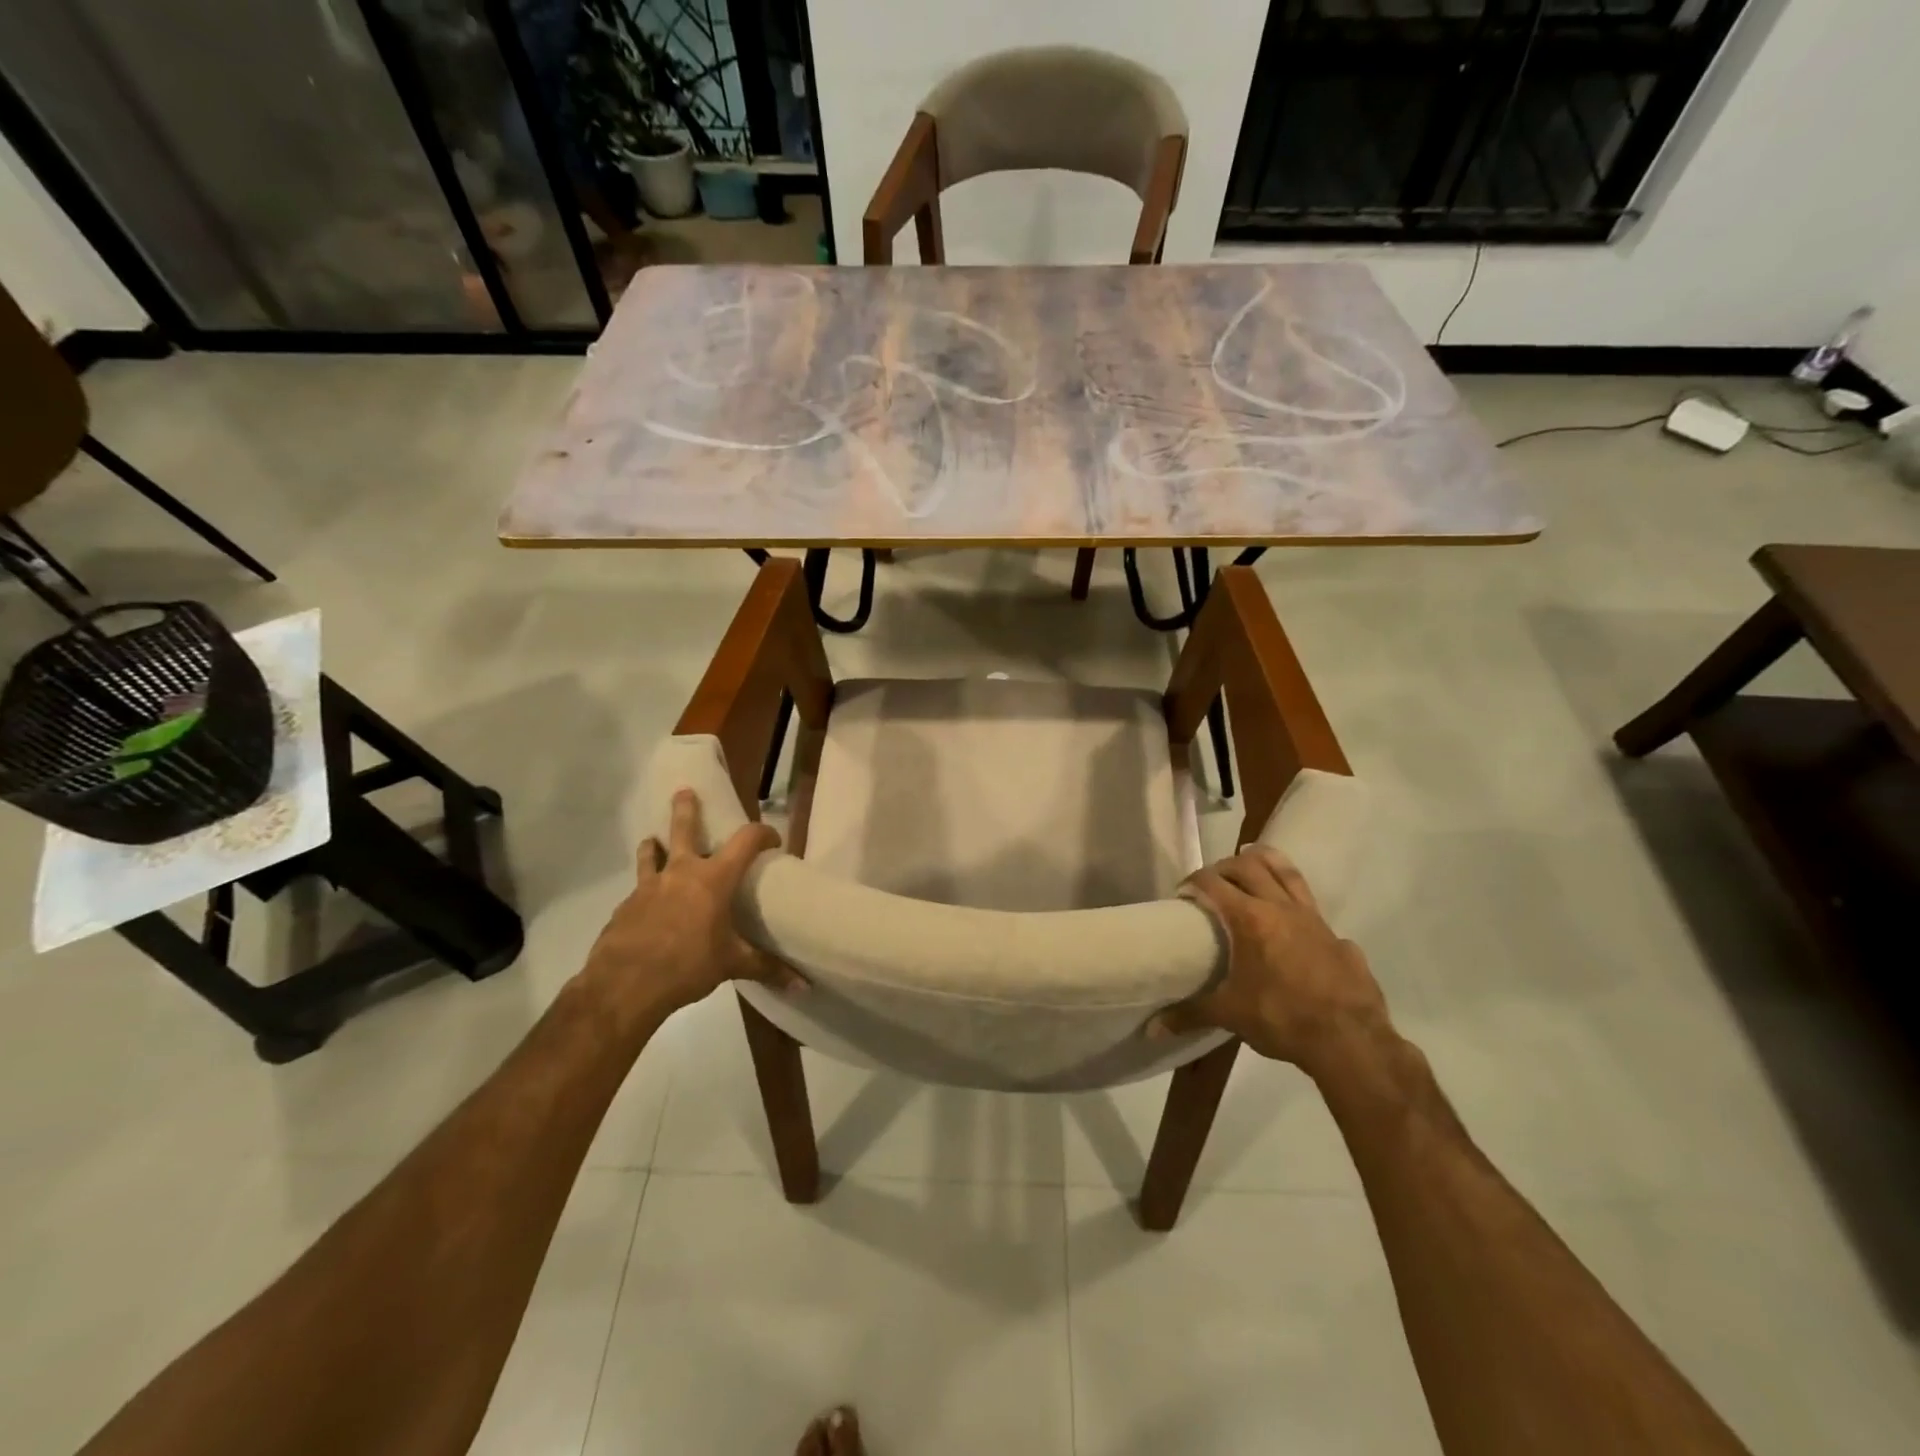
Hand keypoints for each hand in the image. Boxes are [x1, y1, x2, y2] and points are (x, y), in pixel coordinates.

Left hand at [581, 789, 794, 1030]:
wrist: (624, 985)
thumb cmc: (687, 965)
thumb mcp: (731, 965)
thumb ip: (766, 968)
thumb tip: (803, 985)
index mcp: (713, 879)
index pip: (746, 841)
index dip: (762, 833)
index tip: (772, 838)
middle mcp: (680, 872)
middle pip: (683, 828)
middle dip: (686, 808)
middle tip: (685, 792)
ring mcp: (648, 887)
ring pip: (651, 853)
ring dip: (654, 844)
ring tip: (653, 841)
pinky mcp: (625, 906)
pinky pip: (638, 888)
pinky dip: (645, 888)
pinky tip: (647, 905)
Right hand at [1152, 844, 1391, 1079]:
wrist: (1351, 1041)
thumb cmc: (1282, 1019)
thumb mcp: (1231, 1015)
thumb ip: (1191, 1014)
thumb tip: (1154, 1028)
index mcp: (1250, 919)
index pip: (1212, 883)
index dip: (1193, 882)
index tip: (1182, 894)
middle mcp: (1280, 908)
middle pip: (1248, 866)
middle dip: (1224, 866)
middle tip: (1211, 881)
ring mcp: (1313, 918)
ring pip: (1286, 872)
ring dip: (1264, 862)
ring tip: (1250, 860)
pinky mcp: (1336, 935)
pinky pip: (1311, 906)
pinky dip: (1294, 902)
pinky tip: (1290, 922)